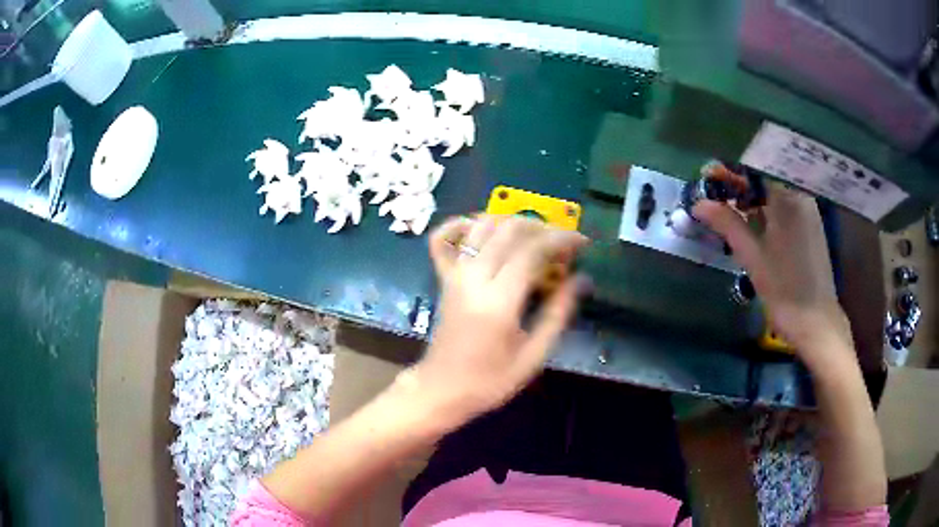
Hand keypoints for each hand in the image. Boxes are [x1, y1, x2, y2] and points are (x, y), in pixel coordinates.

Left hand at [411, 215, 587, 421]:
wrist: (441, 389)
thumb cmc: (489, 380)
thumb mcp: (533, 356)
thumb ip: (557, 314)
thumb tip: (581, 279)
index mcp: (498, 301)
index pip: (532, 251)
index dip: (562, 239)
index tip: (582, 242)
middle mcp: (473, 278)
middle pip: (509, 230)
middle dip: (542, 228)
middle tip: (562, 242)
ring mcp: (454, 274)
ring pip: (481, 226)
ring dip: (511, 221)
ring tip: (534, 235)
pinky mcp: (442, 277)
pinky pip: (442, 239)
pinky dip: (459, 225)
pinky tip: (479, 227)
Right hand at [693, 184, 853, 368]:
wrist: (816, 323)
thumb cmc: (785, 290)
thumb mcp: (752, 257)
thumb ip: (727, 224)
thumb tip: (698, 203)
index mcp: (788, 199)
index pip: (754, 170)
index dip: (729, 172)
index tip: (708, 177)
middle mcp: (801, 198)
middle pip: (765, 180)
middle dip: (738, 187)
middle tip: (714, 198)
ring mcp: (808, 212)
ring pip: (774, 195)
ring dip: (751, 200)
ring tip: (729, 213)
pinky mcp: (810, 228)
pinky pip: (784, 208)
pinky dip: (766, 212)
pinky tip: (753, 226)